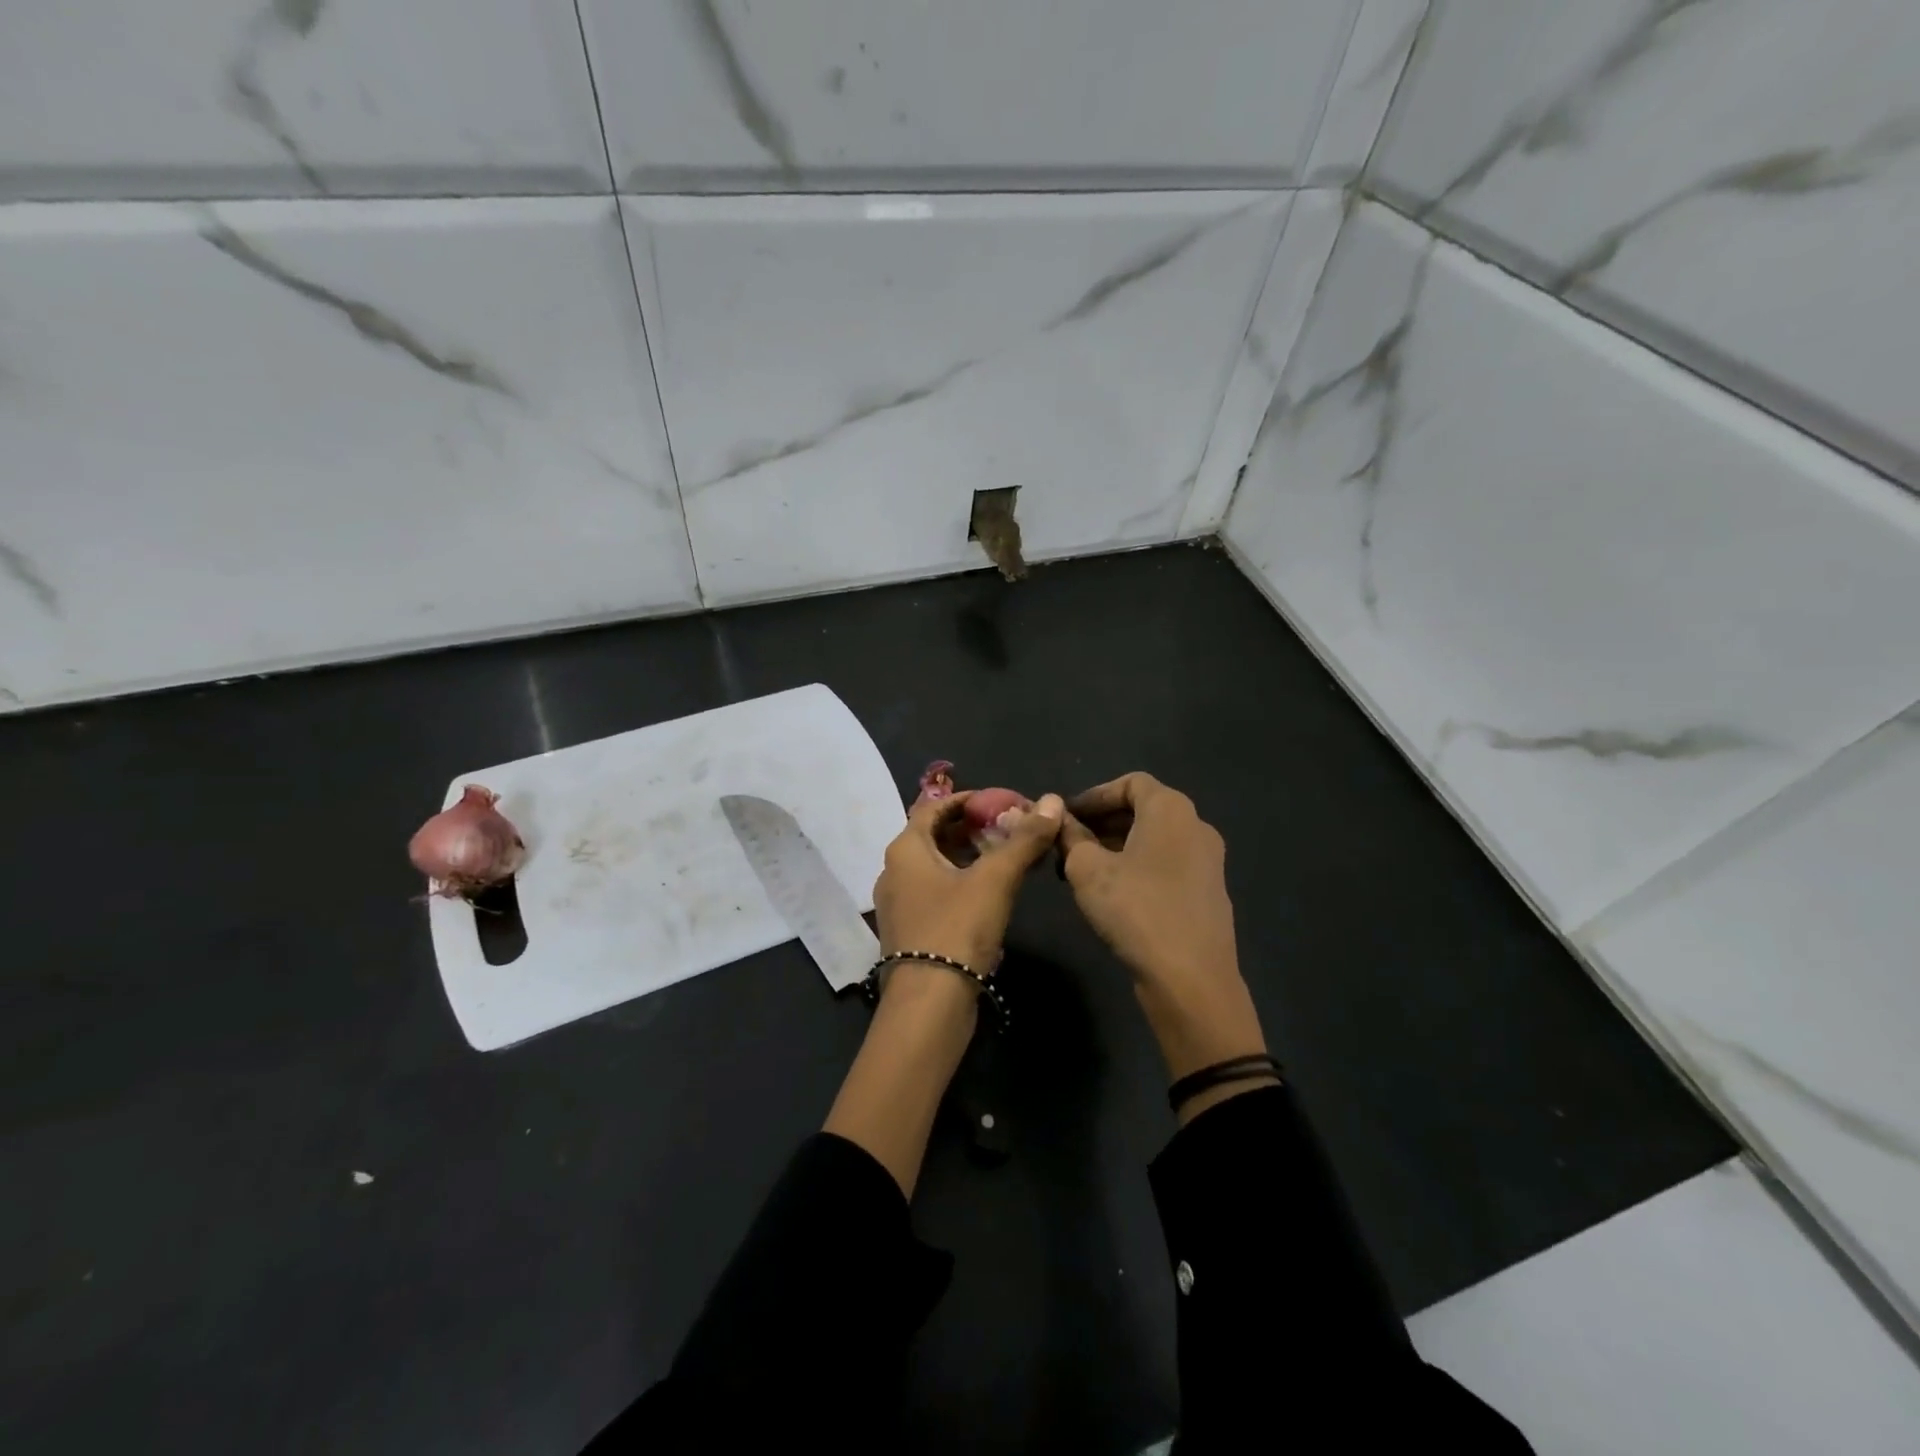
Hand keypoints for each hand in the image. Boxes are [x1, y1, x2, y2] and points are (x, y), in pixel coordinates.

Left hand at [873, 790, 1064, 973]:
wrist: (929, 1005)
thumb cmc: (957, 929)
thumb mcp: (996, 879)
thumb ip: (1024, 840)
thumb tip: (1052, 801)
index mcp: (905, 849)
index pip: (934, 806)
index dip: (969, 799)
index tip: (1002, 802)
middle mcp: (894, 871)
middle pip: (935, 836)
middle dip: (973, 829)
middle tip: (1010, 829)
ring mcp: (898, 904)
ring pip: (936, 866)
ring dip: (970, 857)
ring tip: (1007, 858)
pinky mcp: (910, 931)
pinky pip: (936, 892)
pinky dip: (962, 883)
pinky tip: (991, 894)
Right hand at [1059, 773, 1268, 1090]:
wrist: (1191, 979)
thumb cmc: (1136, 910)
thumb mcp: (1088, 869)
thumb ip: (1070, 837)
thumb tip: (1060, 819)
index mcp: (1171, 809)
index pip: (1130, 782)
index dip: (1094, 795)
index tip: (1065, 817)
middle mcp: (1196, 826)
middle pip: (1143, 810)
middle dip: (1101, 823)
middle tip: (1067, 844)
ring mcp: (1208, 862)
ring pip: (1154, 840)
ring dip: (1116, 847)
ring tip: (1081, 872)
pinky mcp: (1208, 893)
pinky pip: (1167, 865)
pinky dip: (1137, 867)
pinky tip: (1113, 894)